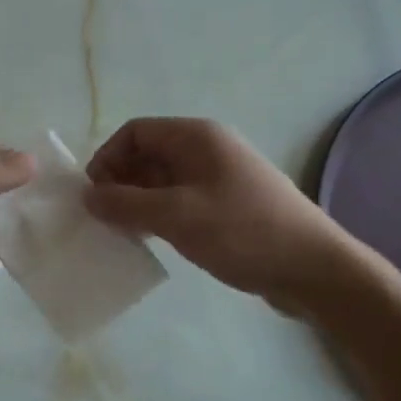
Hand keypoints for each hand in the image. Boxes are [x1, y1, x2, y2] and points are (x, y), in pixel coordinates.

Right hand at [84, 117, 356, 314]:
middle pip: (147, 155)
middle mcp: (206, 150)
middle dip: (120, 182)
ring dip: (137, 203)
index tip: (95, 195)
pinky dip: (159, 216)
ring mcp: (218, 179)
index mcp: (196, 137)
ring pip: (162, 181)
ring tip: (123, 233)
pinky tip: (151, 241)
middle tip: (104, 219)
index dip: (107, 158)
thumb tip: (87, 196)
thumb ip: (125, 204)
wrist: (313, 268)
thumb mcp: (176, 216)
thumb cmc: (242, 231)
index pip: (135, 132)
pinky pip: (180, 202)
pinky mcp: (226, 206)